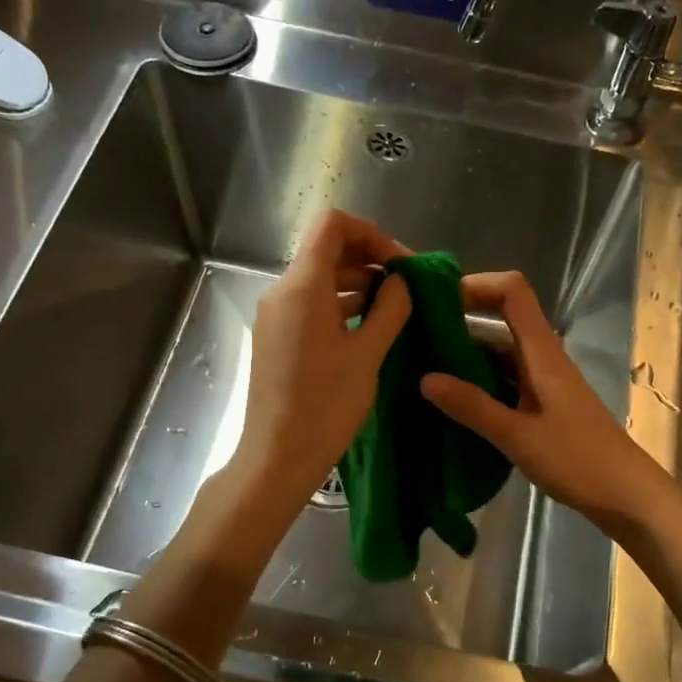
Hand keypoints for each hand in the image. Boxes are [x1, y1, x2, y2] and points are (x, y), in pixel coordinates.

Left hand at [231, 210, 411, 509]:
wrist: (277, 457)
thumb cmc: (326, 405)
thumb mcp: (368, 354)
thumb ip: (390, 308)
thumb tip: (401, 281)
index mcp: (302, 287)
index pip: (332, 225)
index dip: (371, 233)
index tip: (400, 263)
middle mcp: (282, 292)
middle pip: (326, 250)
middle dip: (369, 259)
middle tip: (406, 286)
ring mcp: (275, 316)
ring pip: (319, 279)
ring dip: (357, 283)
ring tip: (394, 308)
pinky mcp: (275, 338)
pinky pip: (310, 305)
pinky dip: (340, 305)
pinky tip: (368, 327)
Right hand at [420, 272, 669, 534]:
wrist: (627, 495)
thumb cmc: (578, 460)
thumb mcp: (519, 436)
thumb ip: (472, 406)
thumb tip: (425, 378)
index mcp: (542, 352)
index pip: (512, 291)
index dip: (476, 284)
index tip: (436, 302)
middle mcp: (542, 358)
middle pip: (500, 320)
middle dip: (458, 322)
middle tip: (413, 340)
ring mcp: (543, 381)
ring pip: (499, 353)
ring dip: (465, 356)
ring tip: (421, 369)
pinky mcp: (542, 404)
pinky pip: (504, 380)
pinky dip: (478, 383)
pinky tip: (452, 402)